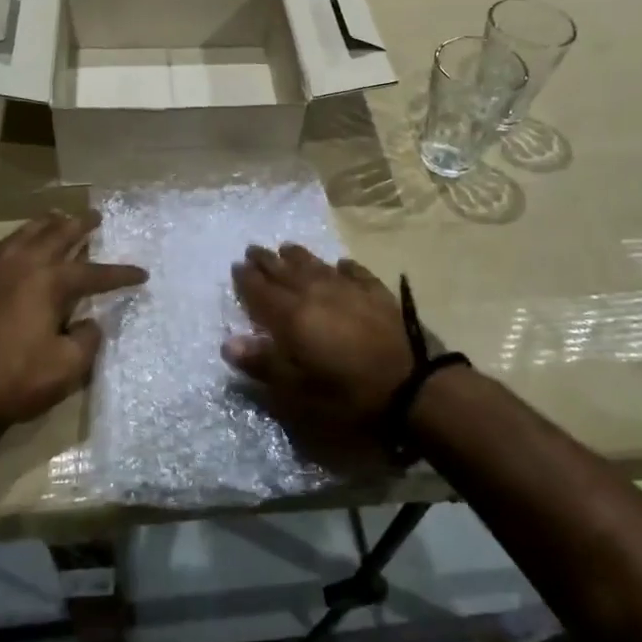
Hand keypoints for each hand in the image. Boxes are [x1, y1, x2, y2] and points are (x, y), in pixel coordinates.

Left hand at [0, 210, 146, 432]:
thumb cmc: (13, 378)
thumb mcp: (66, 367)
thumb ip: (87, 340)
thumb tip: (90, 323)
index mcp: (49, 282)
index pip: (93, 273)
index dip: (120, 274)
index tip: (142, 274)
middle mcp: (22, 266)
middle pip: (57, 235)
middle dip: (80, 225)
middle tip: (96, 216)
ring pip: (24, 234)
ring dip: (46, 224)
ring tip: (58, 217)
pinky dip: (11, 241)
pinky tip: (12, 244)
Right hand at [225, 244, 415, 430]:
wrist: (413, 385)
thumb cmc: (348, 394)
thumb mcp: (298, 391)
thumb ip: (263, 364)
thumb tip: (228, 343)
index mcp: (292, 316)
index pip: (261, 291)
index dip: (246, 279)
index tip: (236, 265)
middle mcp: (316, 293)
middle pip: (285, 272)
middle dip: (267, 261)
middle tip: (253, 249)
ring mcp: (349, 289)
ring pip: (317, 266)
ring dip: (299, 256)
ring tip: (287, 247)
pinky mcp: (377, 293)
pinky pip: (355, 272)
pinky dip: (343, 267)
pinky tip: (341, 264)